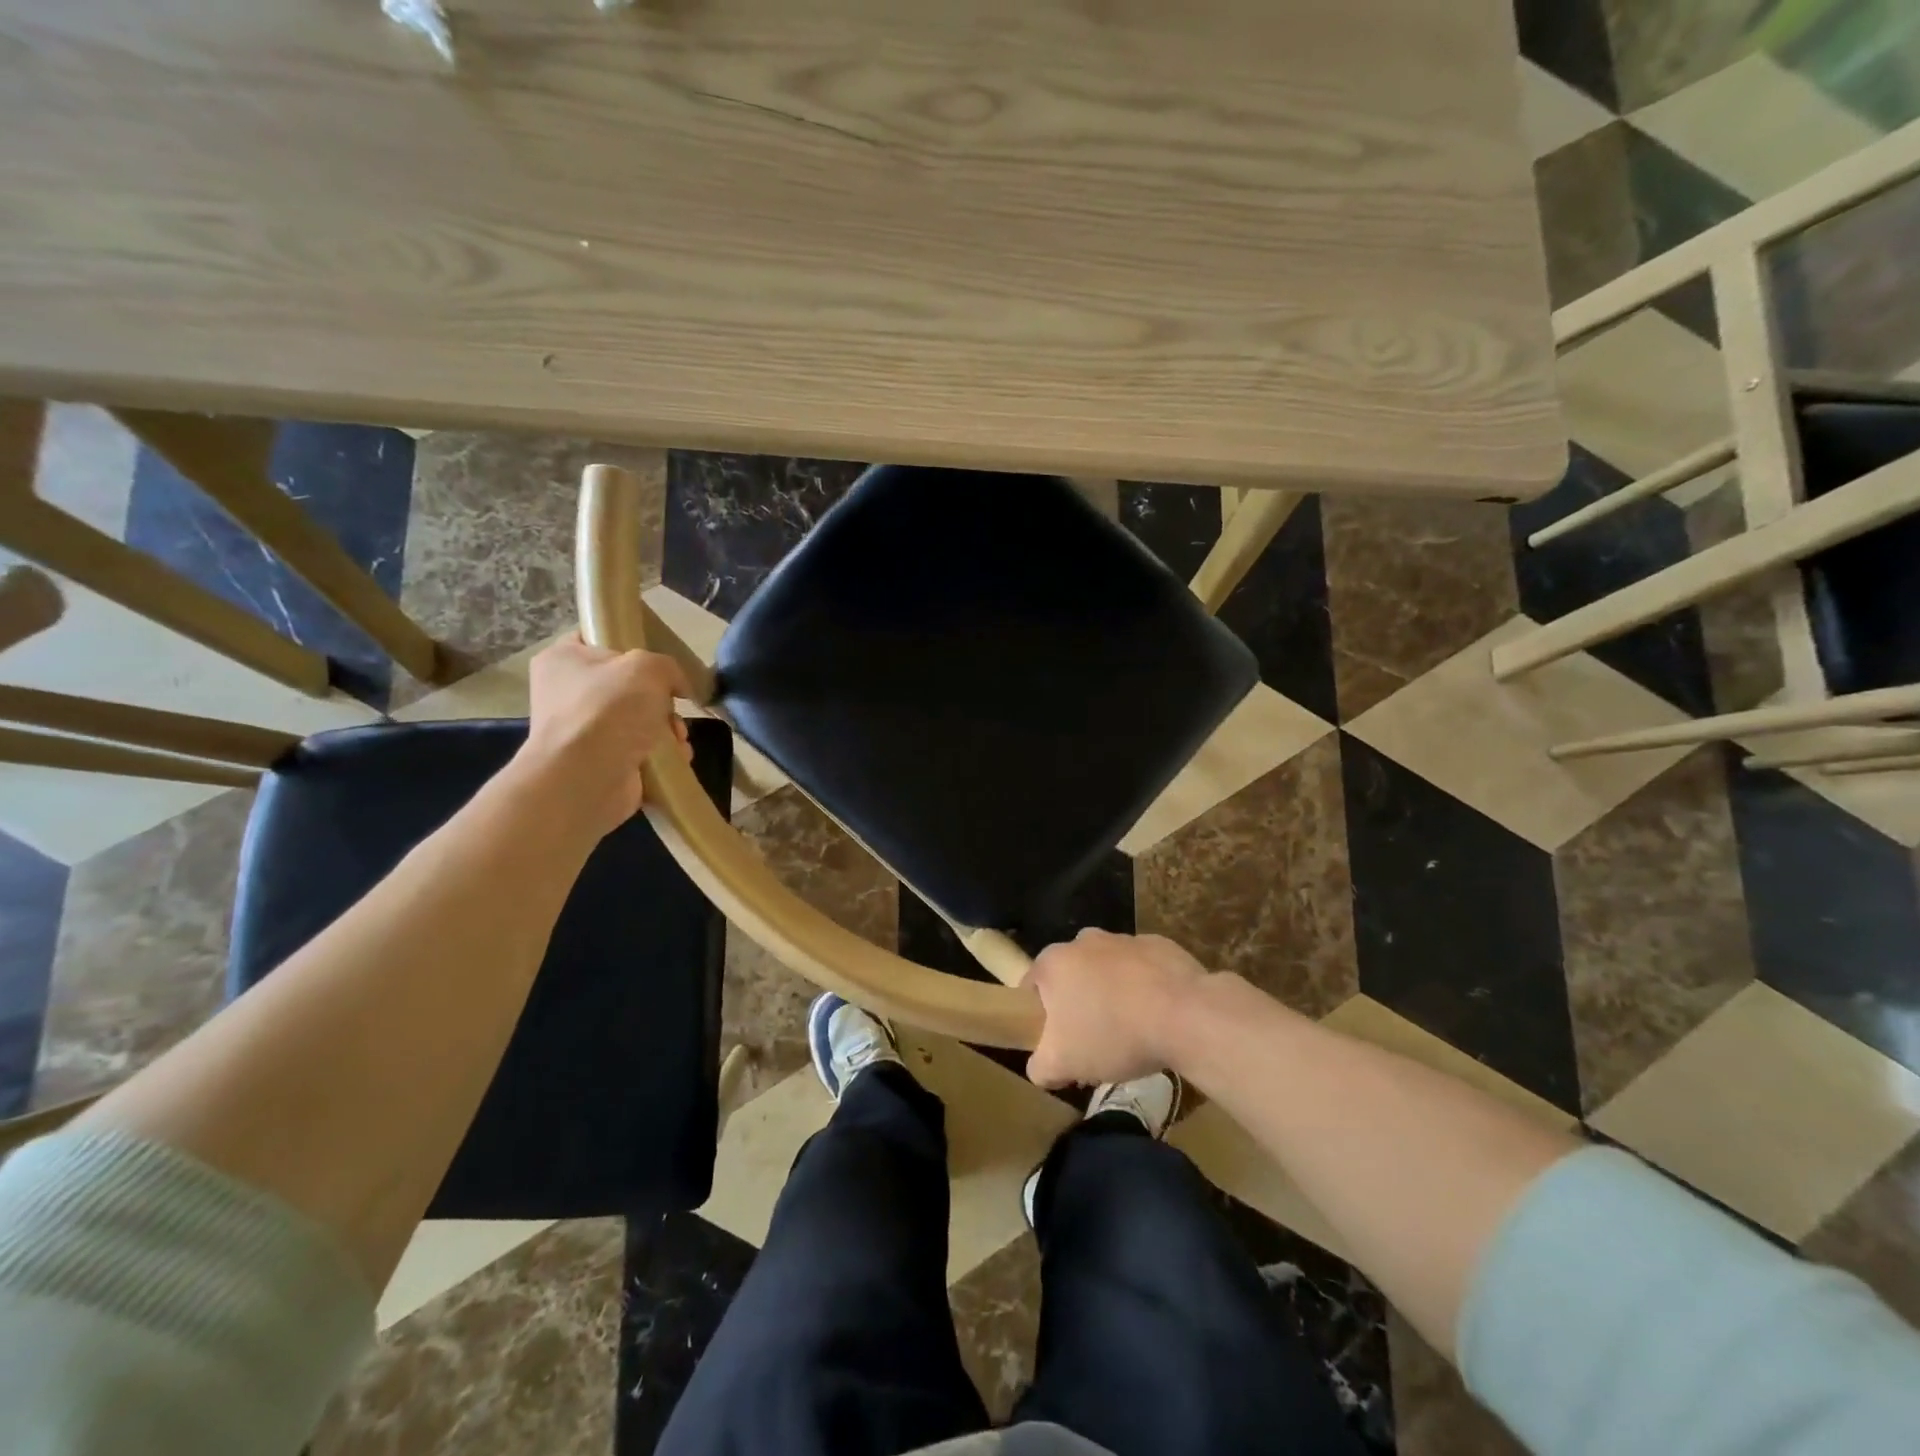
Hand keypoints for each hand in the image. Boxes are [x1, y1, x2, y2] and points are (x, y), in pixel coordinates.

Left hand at [518, 635, 692, 836]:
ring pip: (640, 719)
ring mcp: (584, 730)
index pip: (596, 638)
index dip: (630, 643)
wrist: (586, 778)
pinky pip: (642, 749)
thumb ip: (669, 667)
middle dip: (660, 699)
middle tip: (673, 705)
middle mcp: (568, 693)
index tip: (658, 659)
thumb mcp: (649, 668)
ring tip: (677, 738)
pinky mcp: (601, 762)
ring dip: (667, 728)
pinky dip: (662, 753)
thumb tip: (678, 686)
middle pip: (628, 684)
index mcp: (564, 659)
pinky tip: (676, 756)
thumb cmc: (609, 710)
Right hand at [1024, 930, 1208, 1088]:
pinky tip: (1159, 1016)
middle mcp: (1083, 940)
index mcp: (1054, 962)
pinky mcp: (1159, 944)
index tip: (1058, 1044)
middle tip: (1095, 1042)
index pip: (1032, 988)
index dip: (1040, 1019)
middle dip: (1079, 1005)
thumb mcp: (1062, 1064)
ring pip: (1107, 970)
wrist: (1185, 1015)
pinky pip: (1142, 969)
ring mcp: (1123, 938)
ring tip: (1132, 1032)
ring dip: (1112, 994)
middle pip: (1072, 977)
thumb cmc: (1113, 1034)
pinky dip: (1145, 988)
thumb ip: (1039, 1067)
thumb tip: (1041, 1067)